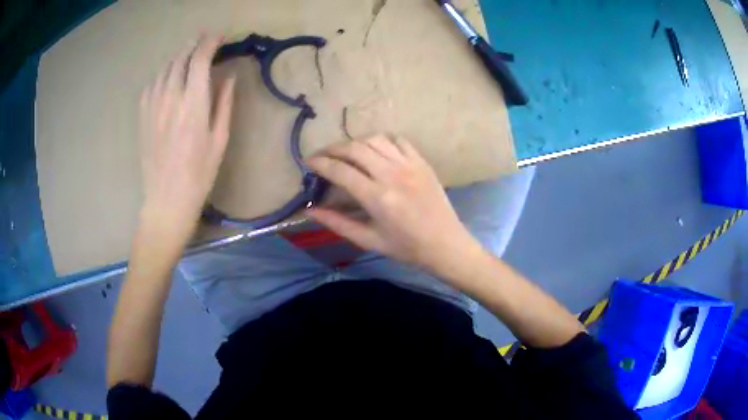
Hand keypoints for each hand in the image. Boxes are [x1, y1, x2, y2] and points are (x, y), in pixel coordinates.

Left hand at [139, 36, 235, 240]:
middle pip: (179, 59)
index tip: (219, 37)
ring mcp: (152, 107)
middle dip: (193, 44)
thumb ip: (223, 104)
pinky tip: (167, 78)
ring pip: (163, 69)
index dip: (210, 43)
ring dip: (177, 57)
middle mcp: (170, 99)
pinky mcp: (142, 117)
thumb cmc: (199, 175)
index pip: (199, 60)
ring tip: (187, 55)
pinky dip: (161, 75)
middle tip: (203, 39)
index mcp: (193, 105)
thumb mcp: (220, 140)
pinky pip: (150, 85)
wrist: (166, 201)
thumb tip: (228, 77)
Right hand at [307, 135, 480, 270]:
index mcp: (377, 198)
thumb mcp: (368, 240)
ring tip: (346, 153)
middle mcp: (392, 175)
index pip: (340, 170)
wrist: (445, 244)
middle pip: (355, 148)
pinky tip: (376, 151)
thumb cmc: (406, 247)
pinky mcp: (422, 162)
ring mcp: (410, 165)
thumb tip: (309, 210)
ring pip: (375, 140)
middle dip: (333, 148)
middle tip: (323, 156)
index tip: (308, 162)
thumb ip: (337, 223)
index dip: (320, 163)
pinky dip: (382, 141)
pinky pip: (398, 140)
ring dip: (356, 142)